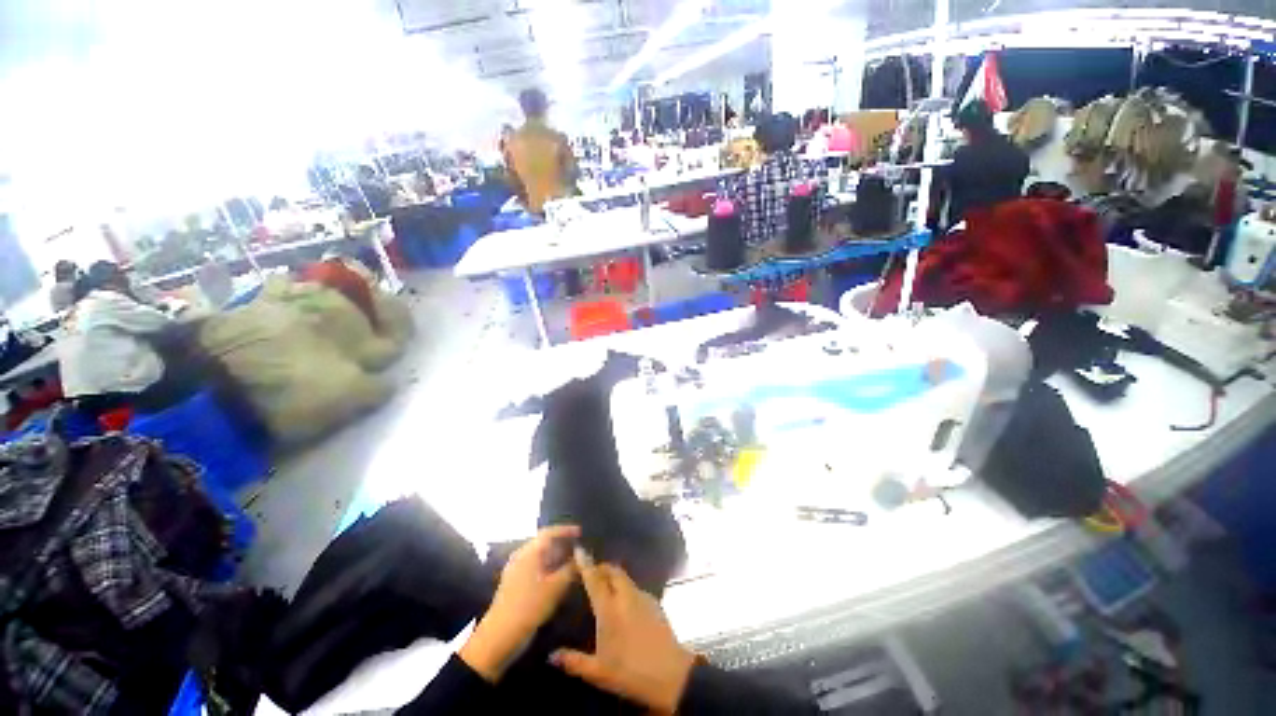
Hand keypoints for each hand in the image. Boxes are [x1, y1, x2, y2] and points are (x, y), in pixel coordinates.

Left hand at [459, 524, 579, 681]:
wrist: (499, 638)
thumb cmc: (529, 607)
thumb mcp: (556, 587)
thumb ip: (571, 568)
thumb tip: (582, 555)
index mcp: (529, 552)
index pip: (549, 532)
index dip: (566, 530)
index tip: (581, 532)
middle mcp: (521, 556)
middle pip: (544, 543)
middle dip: (562, 544)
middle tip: (580, 548)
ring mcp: (516, 571)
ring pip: (540, 557)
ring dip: (556, 557)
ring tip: (573, 562)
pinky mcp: (515, 585)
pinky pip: (535, 568)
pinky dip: (549, 568)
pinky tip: (559, 578)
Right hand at [551, 550, 695, 713]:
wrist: (671, 674)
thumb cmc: (630, 672)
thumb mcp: (598, 672)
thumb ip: (574, 661)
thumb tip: (551, 656)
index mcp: (609, 609)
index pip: (594, 579)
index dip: (586, 563)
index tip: (579, 549)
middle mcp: (625, 596)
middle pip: (612, 570)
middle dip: (601, 567)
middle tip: (591, 574)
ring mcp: (642, 597)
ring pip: (625, 577)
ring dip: (614, 577)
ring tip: (606, 588)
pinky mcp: (654, 602)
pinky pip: (635, 587)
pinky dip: (626, 588)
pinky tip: (625, 604)